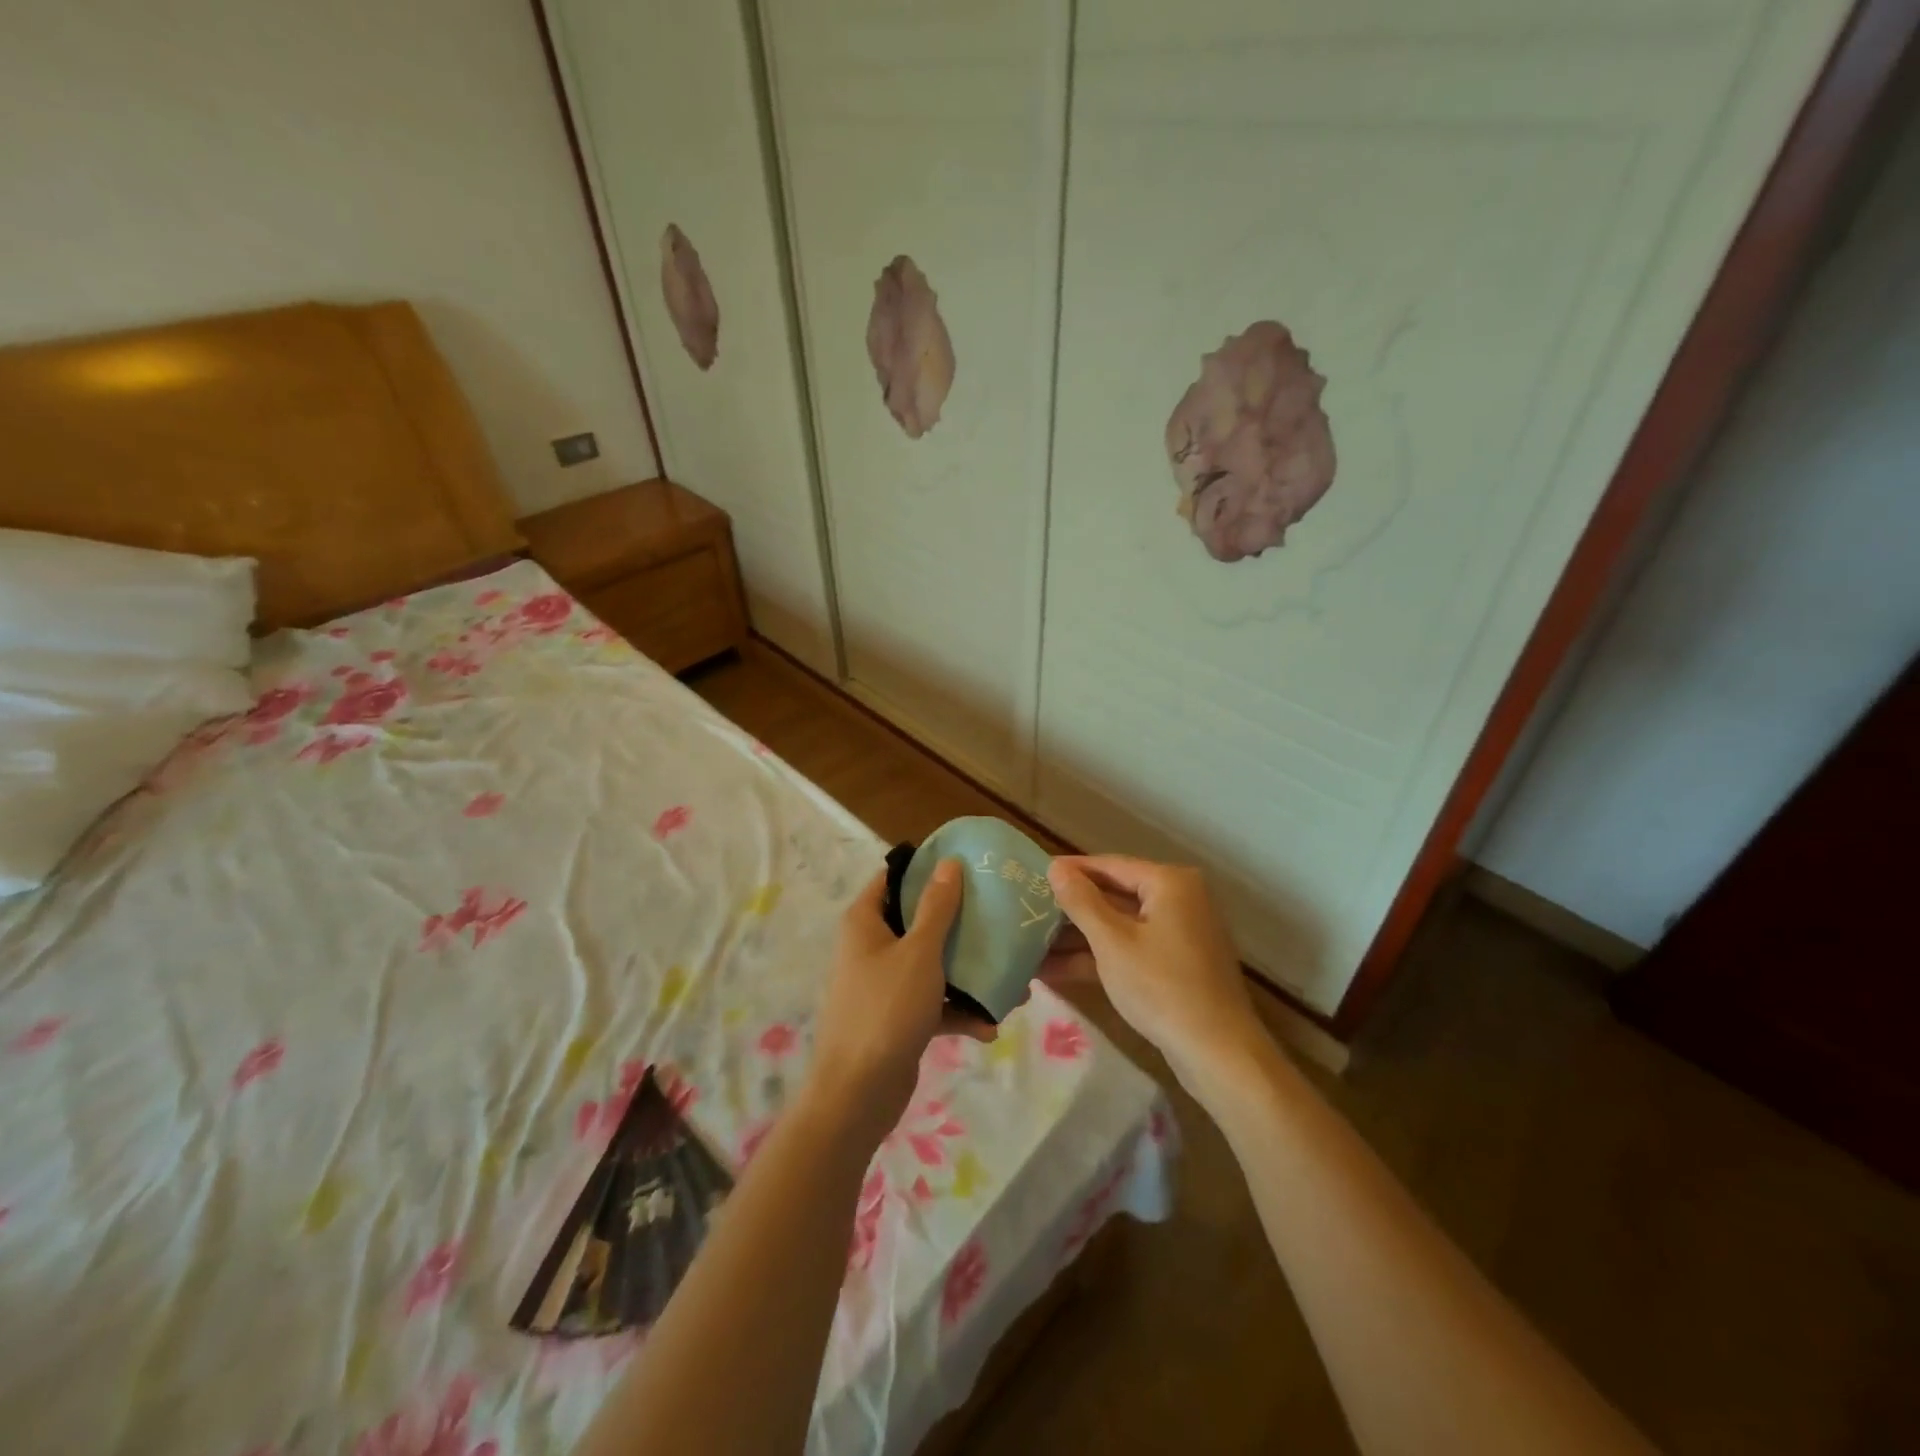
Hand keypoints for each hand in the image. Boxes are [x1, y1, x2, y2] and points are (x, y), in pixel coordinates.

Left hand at [806, 860, 989, 1138]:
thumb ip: (937, 907)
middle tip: (1000, 921)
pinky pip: (933, 1003)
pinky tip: (989, 1027)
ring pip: (932, 965)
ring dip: (969, 974)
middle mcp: (871, 946)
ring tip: (1013, 984)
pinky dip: (958, 1011)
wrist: (858, 1093)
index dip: (927, 869)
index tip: (970, 867)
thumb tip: (948, 863)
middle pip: (919, 921)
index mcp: (865, 921)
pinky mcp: (897, 1018)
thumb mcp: (919, 952)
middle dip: (961, 926)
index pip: (894, 878)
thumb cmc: (886, 1008)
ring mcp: (884, 984)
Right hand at [1045, 855, 1263, 1085]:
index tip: (1033, 873)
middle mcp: (1178, 900)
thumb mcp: (1112, 942)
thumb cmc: (1161, 986)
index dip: (1070, 870)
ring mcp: (1178, 934)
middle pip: (1114, 895)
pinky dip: (1098, 958)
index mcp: (1170, 883)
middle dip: (1071, 909)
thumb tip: (1056, 867)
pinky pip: (1129, 950)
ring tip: (1029, 943)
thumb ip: (1081, 901)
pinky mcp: (1175, 965)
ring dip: (1078, 938)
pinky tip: (1053, 970)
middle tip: (1026, 909)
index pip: (1110, 865)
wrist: (1218, 1053)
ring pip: (1119, 926)